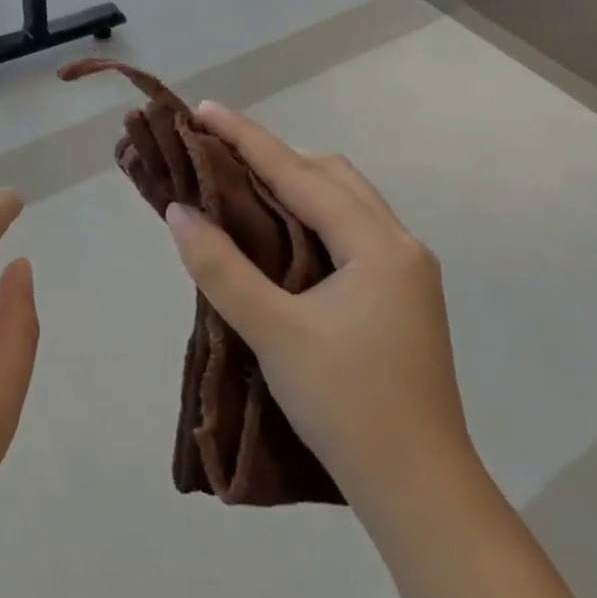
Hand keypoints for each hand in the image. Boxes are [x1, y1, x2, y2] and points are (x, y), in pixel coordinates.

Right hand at [163, 105, 474, 523]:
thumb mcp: (274, 333)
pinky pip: (348, 232)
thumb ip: (221, 268)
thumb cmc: (347, 405)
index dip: (248, 139)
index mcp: (378, 246)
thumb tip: (179, 212)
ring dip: (295, 185)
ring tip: (241, 185)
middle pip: (332, 176)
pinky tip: (277, 234)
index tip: (204, 110)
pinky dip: (309, 217)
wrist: (418, 487)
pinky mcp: (396, 298)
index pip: (301, 174)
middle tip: (219, 152)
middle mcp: (399, 246)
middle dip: (275, 155)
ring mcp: (404, 273)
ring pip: (344, 204)